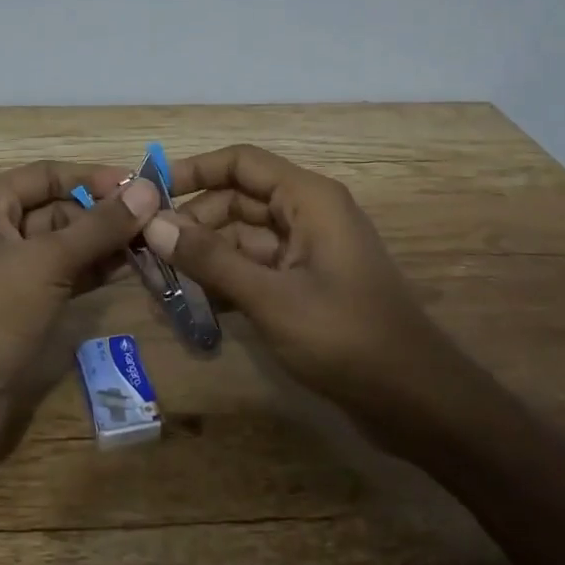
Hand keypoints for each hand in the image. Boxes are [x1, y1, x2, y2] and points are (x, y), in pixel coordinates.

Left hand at [0, 160, 161, 474]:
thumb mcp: (46, 262)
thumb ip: (98, 226)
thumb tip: (148, 191)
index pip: (48, 175)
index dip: (95, 178)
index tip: (145, 185)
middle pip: (58, 208)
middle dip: (105, 213)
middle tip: (158, 220)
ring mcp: (8, 270)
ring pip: (65, 244)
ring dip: (106, 242)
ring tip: (155, 242)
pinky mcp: (21, 306)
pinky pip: (65, 275)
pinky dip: (95, 270)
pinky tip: (133, 267)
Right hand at [140, 144, 448, 414]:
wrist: (416, 402)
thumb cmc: (345, 337)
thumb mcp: (270, 297)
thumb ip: (210, 259)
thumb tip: (154, 224)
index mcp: (308, 198)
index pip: (241, 162)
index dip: (194, 170)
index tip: (149, 192)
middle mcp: (308, 214)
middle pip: (238, 199)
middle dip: (194, 220)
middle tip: (148, 248)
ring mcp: (308, 250)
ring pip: (244, 235)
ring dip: (207, 252)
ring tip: (162, 278)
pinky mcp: (307, 283)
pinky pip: (257, 266)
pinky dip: (228, 277)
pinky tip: (196, 303)